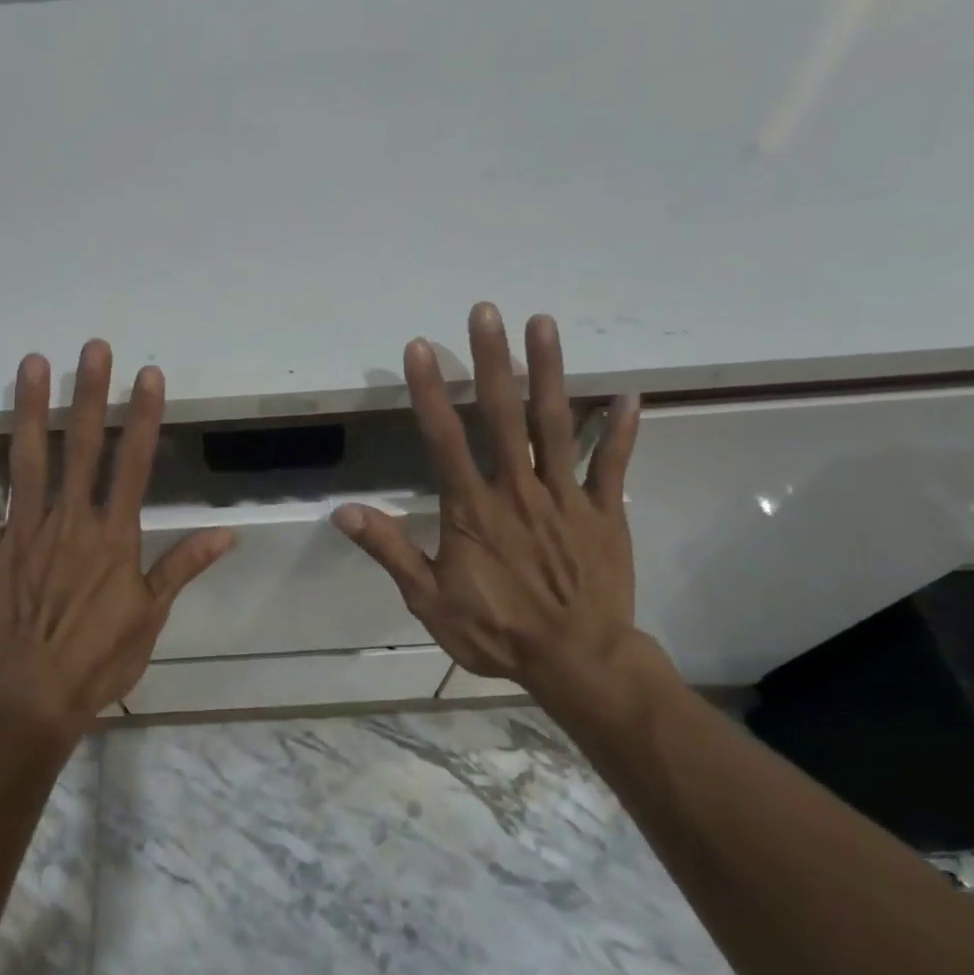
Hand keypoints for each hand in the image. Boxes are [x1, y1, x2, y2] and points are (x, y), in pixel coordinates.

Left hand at [0, 340, 233, 739]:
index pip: (133, 464)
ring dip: (31, 410)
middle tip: (92, 347)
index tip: (147, 375)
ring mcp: (22, 532)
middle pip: (81, 447)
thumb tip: (227, 534)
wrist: (30, 700)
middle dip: (89, 394)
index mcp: (113, 536)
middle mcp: (69, 521)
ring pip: (27, 460)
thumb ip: (182, 567)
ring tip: (33, 364)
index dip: (143, 417)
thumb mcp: (151, 617)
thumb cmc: (97, 660)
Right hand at [333, 302, 653, 720]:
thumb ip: (392, 550)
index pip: (444, 439)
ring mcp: (567, 497)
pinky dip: (622, 429)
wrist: (577, 663)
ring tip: (544, 323)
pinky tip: (630, 393)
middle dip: (493, 360)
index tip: (421, 348)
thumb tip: (343, 513)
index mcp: (473, 509)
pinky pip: (614, 464)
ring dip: (550, 372)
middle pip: (503, 415)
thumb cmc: (496, 632)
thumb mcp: (429, 600)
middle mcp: (518, 489)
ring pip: (557, 424)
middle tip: (486, 311)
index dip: (430, 391)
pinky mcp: (606, 512)